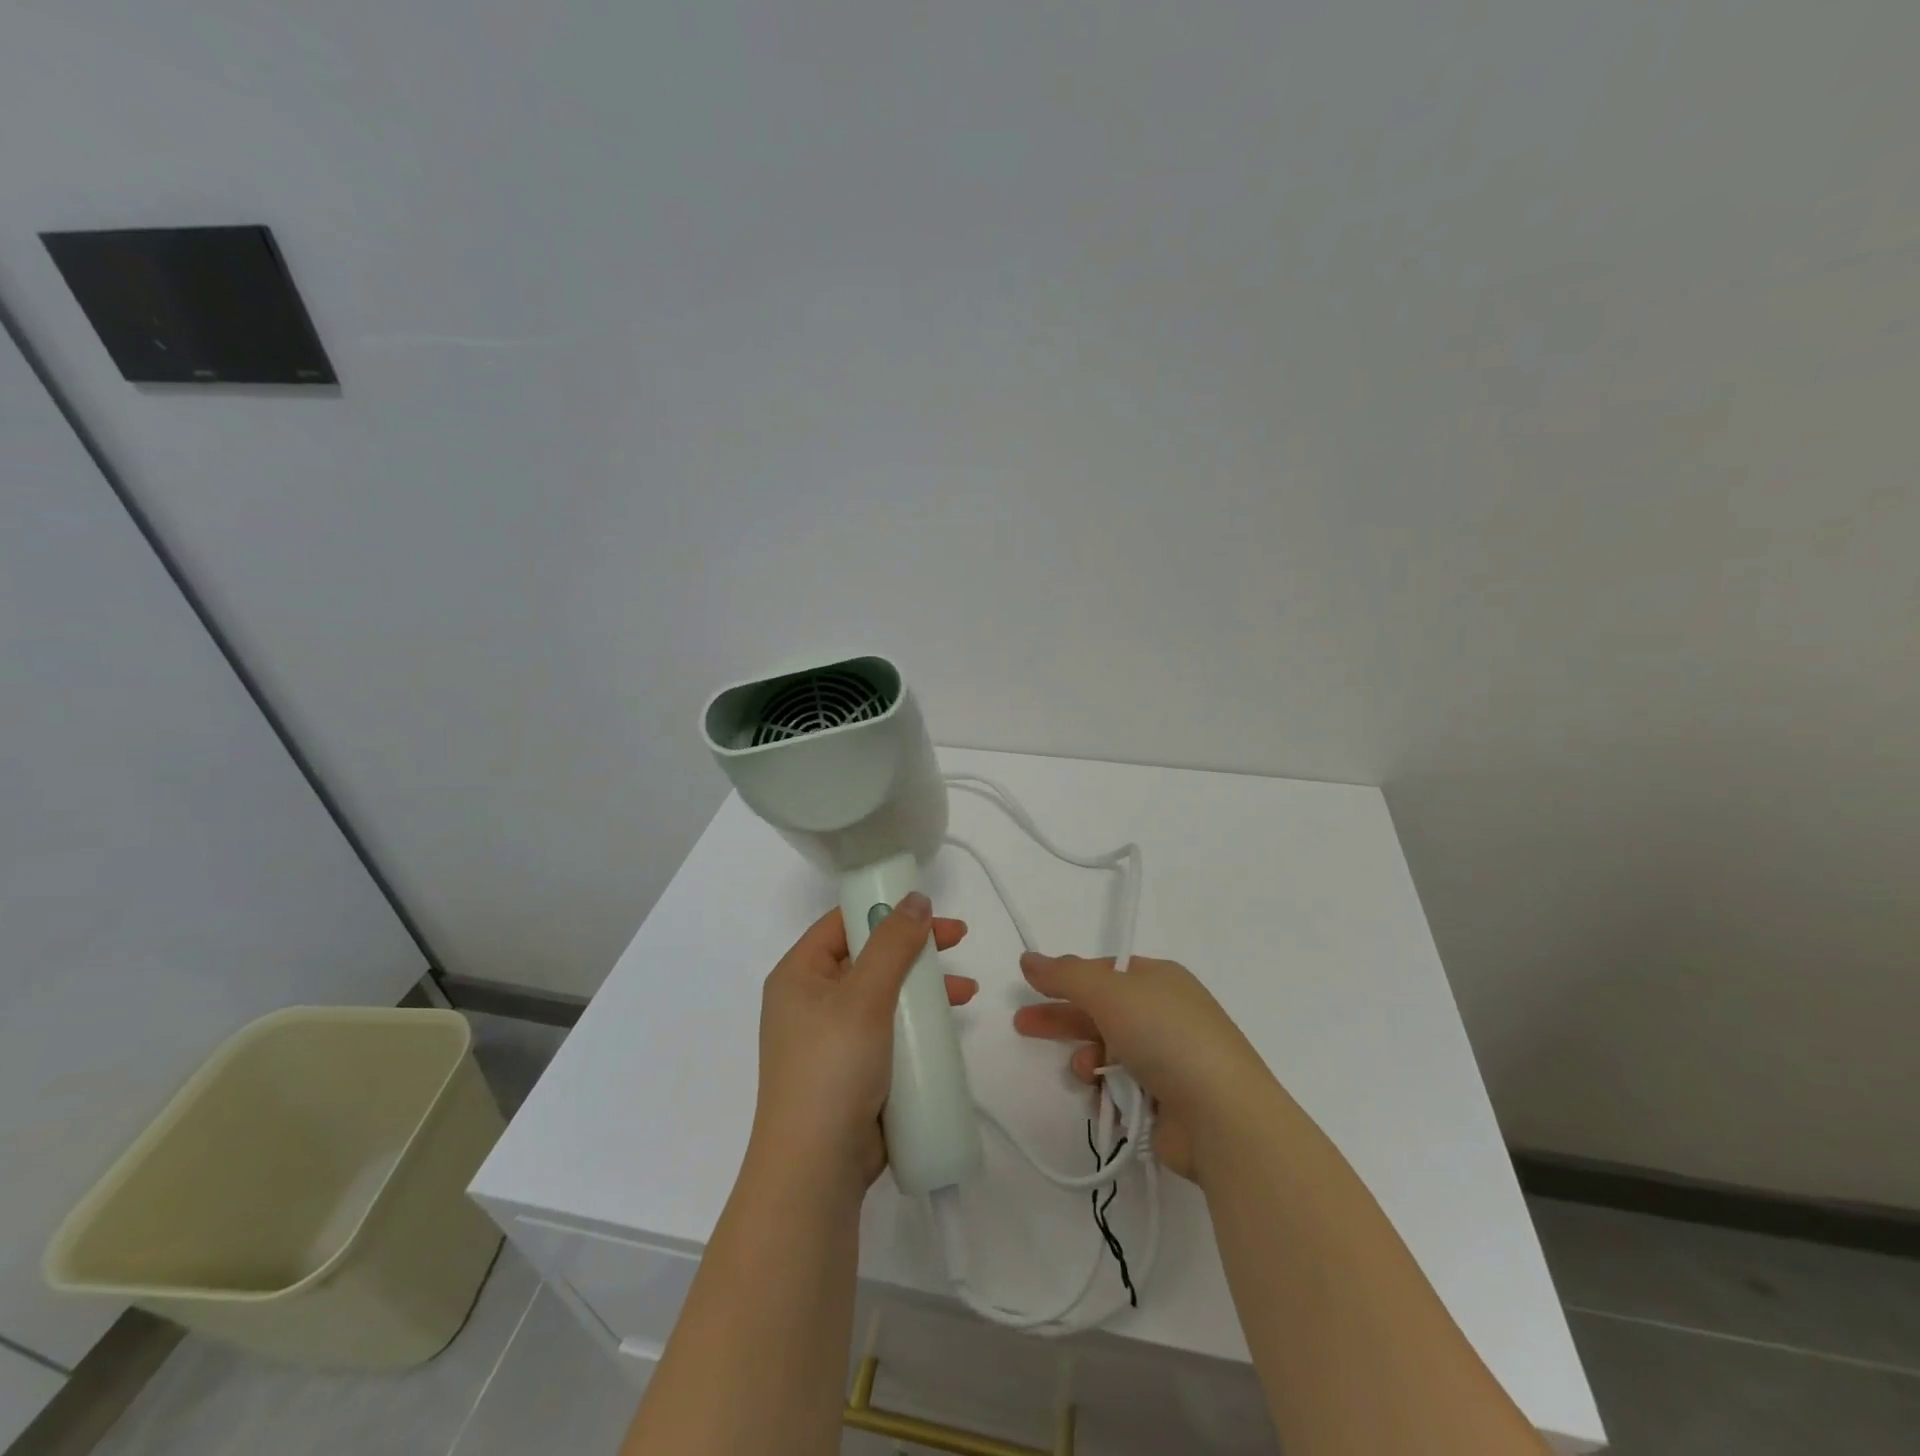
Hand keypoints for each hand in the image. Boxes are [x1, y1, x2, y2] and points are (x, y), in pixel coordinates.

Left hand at [748, 893, 976, 1202]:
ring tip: (966, 992)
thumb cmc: (833, 1068)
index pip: (843, 922)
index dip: (885, 908)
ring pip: (885, 994)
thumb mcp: (865, 997)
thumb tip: (917, 898)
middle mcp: (811, 1000)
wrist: (816, 1170)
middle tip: (958, 940)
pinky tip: (948, 1026)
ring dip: (924, 987)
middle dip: (915, 949)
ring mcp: (832, 1037)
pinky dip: (918, 1023)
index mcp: (799, 974)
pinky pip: (889, 1030)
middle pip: (869, 956)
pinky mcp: (853, 1069)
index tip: (929, 909)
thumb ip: (894, 944)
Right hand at [1013, 952, 1273, 1183]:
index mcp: (1159, 979)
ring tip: (1082, 1069)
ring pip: (1107, 1051)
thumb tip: (1029, 958)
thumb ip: (1064, 975)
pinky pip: (1120, 1087)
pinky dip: (1106, 1089)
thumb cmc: (1165, 1036)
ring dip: (1086, 1057)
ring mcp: (1167, 1059)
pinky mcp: (1165, 1101)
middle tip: (1022, 1024)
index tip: (1034, 986)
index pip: (1104, 971)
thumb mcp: (1110, 992)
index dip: (1068, 977)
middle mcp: (1164, 1014)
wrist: (1222, 1116)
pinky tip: (1101, 1095)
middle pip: (1100, 1010)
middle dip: (1062, 1017)